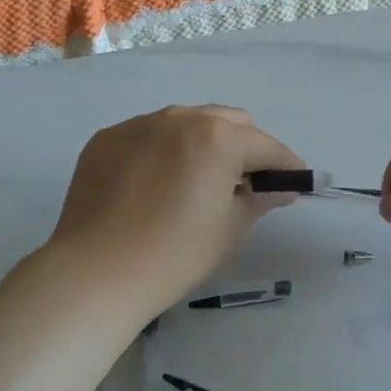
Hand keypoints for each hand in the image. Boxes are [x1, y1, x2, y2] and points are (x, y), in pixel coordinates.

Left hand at [46, 105, 304, 314]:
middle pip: (228, 122)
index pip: (266, 146)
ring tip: (198, 181)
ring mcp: (139, 124)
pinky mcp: (107, 138)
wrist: (95, 273)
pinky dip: (163, 151)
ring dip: (203, 143)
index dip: (286, 165)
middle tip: (247, 183)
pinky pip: (149, 135)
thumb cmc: (175, 255)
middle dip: (246, 147)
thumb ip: (260, 198)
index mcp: (218, 136)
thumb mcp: (229, 229)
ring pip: (187, 122)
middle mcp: (180, 117)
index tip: (296, 182)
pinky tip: (155, 185)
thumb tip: (281, 187)